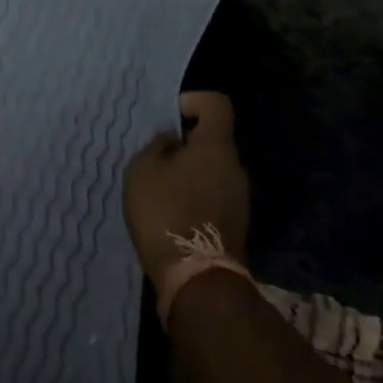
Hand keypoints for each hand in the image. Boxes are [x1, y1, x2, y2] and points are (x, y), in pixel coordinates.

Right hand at [124, 92, 249, 300]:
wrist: (197, 281)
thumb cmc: (166, 213)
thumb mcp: (143, 170)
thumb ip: (157, 146)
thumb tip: (171, 140)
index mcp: (216, 146)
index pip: (216, 103)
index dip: (192, 101)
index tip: (169, 119)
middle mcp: (235, 167)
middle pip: (213, 138)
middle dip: (185, 142)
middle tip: (156, 157)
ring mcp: (240, 198)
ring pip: (213, 169)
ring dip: (189, 172)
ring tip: (160, 188)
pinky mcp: (236, 225)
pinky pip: (215, 194)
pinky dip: (195, 195)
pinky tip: (172, 213)